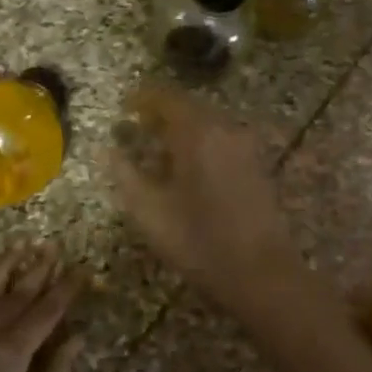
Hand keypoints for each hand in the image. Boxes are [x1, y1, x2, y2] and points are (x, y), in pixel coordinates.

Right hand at [109, 83, 305, 312]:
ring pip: (209, 124)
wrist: (262, 273)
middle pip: (190, 108)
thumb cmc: (199, 242)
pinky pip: (223, 140)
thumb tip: (109, 151)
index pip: (167, 98)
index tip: (125, 106)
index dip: (143, 98)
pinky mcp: (258, 166)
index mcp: (197, 133)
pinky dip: (202, 143)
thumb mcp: (150, 213)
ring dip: (183, 128)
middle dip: (162, 113)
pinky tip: (189, 166)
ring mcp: (246, 147)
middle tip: (138, 126)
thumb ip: (126, 175)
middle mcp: (225, 129)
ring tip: (159, 147)